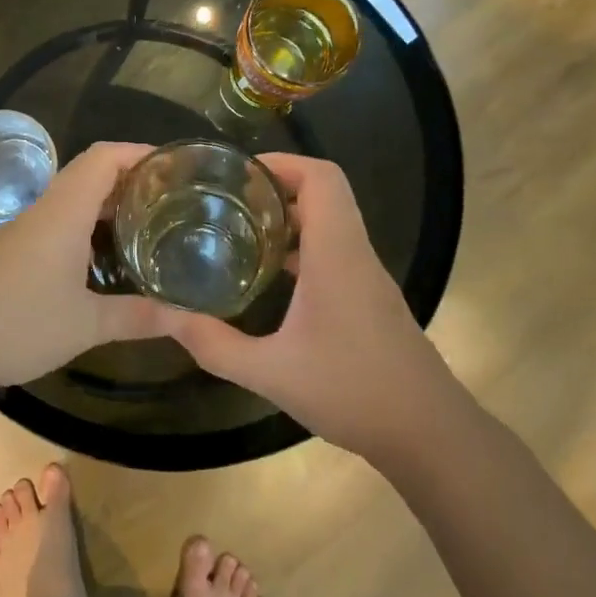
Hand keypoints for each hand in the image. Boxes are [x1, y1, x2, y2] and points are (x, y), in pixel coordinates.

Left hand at [0, 143, 178, 389]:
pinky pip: (57, 223)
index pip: (105, 157)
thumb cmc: (15, 322)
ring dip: (108, 206)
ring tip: (147, 228)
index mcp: (64, 211)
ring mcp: (24, 230)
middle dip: (132, 181)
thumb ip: (138, 317)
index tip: (176, 165)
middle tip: (172, 202)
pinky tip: (102, 261)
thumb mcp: (85, 324)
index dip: (140, 152)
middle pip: (91, 174)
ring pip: (73, 200)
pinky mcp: (11, 251)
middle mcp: (44, 210)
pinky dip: (87, 228)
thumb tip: (190, 318)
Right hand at [163, 154, 455, 458]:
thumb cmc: (352, 392)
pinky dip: (301, 247)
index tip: (237, 174)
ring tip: (237, 232)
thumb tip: (166, 317)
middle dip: (274, 187)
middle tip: (225, 201)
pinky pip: (334, 251)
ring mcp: (366, 276)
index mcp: (336, 254)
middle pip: (324, 193)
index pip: (321, 178)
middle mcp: (355, 253)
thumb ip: (214, 345)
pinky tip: (268, 278)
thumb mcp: (270, 373)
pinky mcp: (369, 298)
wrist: (429, 433)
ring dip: (288, 218)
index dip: (282, 163)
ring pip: (330, 222)